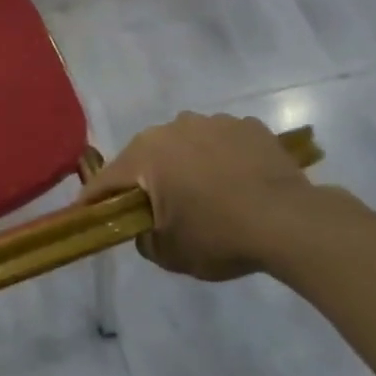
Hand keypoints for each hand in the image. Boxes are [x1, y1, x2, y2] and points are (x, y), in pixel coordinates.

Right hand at [82, 113, 334, 279]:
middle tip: (152, 208)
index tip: (85, 214)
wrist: (290, 222)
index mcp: (146, 155)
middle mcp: (173, 128)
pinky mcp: (247, 126)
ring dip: (184, 165)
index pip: (107, 179)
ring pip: (184, 144)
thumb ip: (144, 239)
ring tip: (202, 194)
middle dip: (144, 180)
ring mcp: (213, 122)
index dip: (93, 200)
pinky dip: (220, 159)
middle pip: (146, 156)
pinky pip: (221, 142)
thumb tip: (146, 228)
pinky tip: (235, 183)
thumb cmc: (219, 236)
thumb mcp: (170, 254)